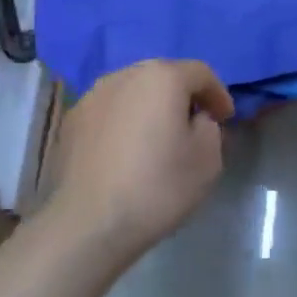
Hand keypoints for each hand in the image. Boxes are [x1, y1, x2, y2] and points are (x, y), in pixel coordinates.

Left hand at [41, 60, 234, 266]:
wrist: (89, 223)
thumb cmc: (158, 187)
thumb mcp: (207, 159)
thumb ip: (209, 127)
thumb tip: (195, 119)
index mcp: (162, 77)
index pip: (200, 73)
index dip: (218, 94)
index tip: (225, 119)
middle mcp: (124, 75)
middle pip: (162, 76)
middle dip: (182, 97)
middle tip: (194, 125)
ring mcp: (92, 96)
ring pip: (132, 92)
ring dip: (149, 108)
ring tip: (157, 138)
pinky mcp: (71, 120)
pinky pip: (109, 112)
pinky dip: (123, 123)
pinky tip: (126, 152)